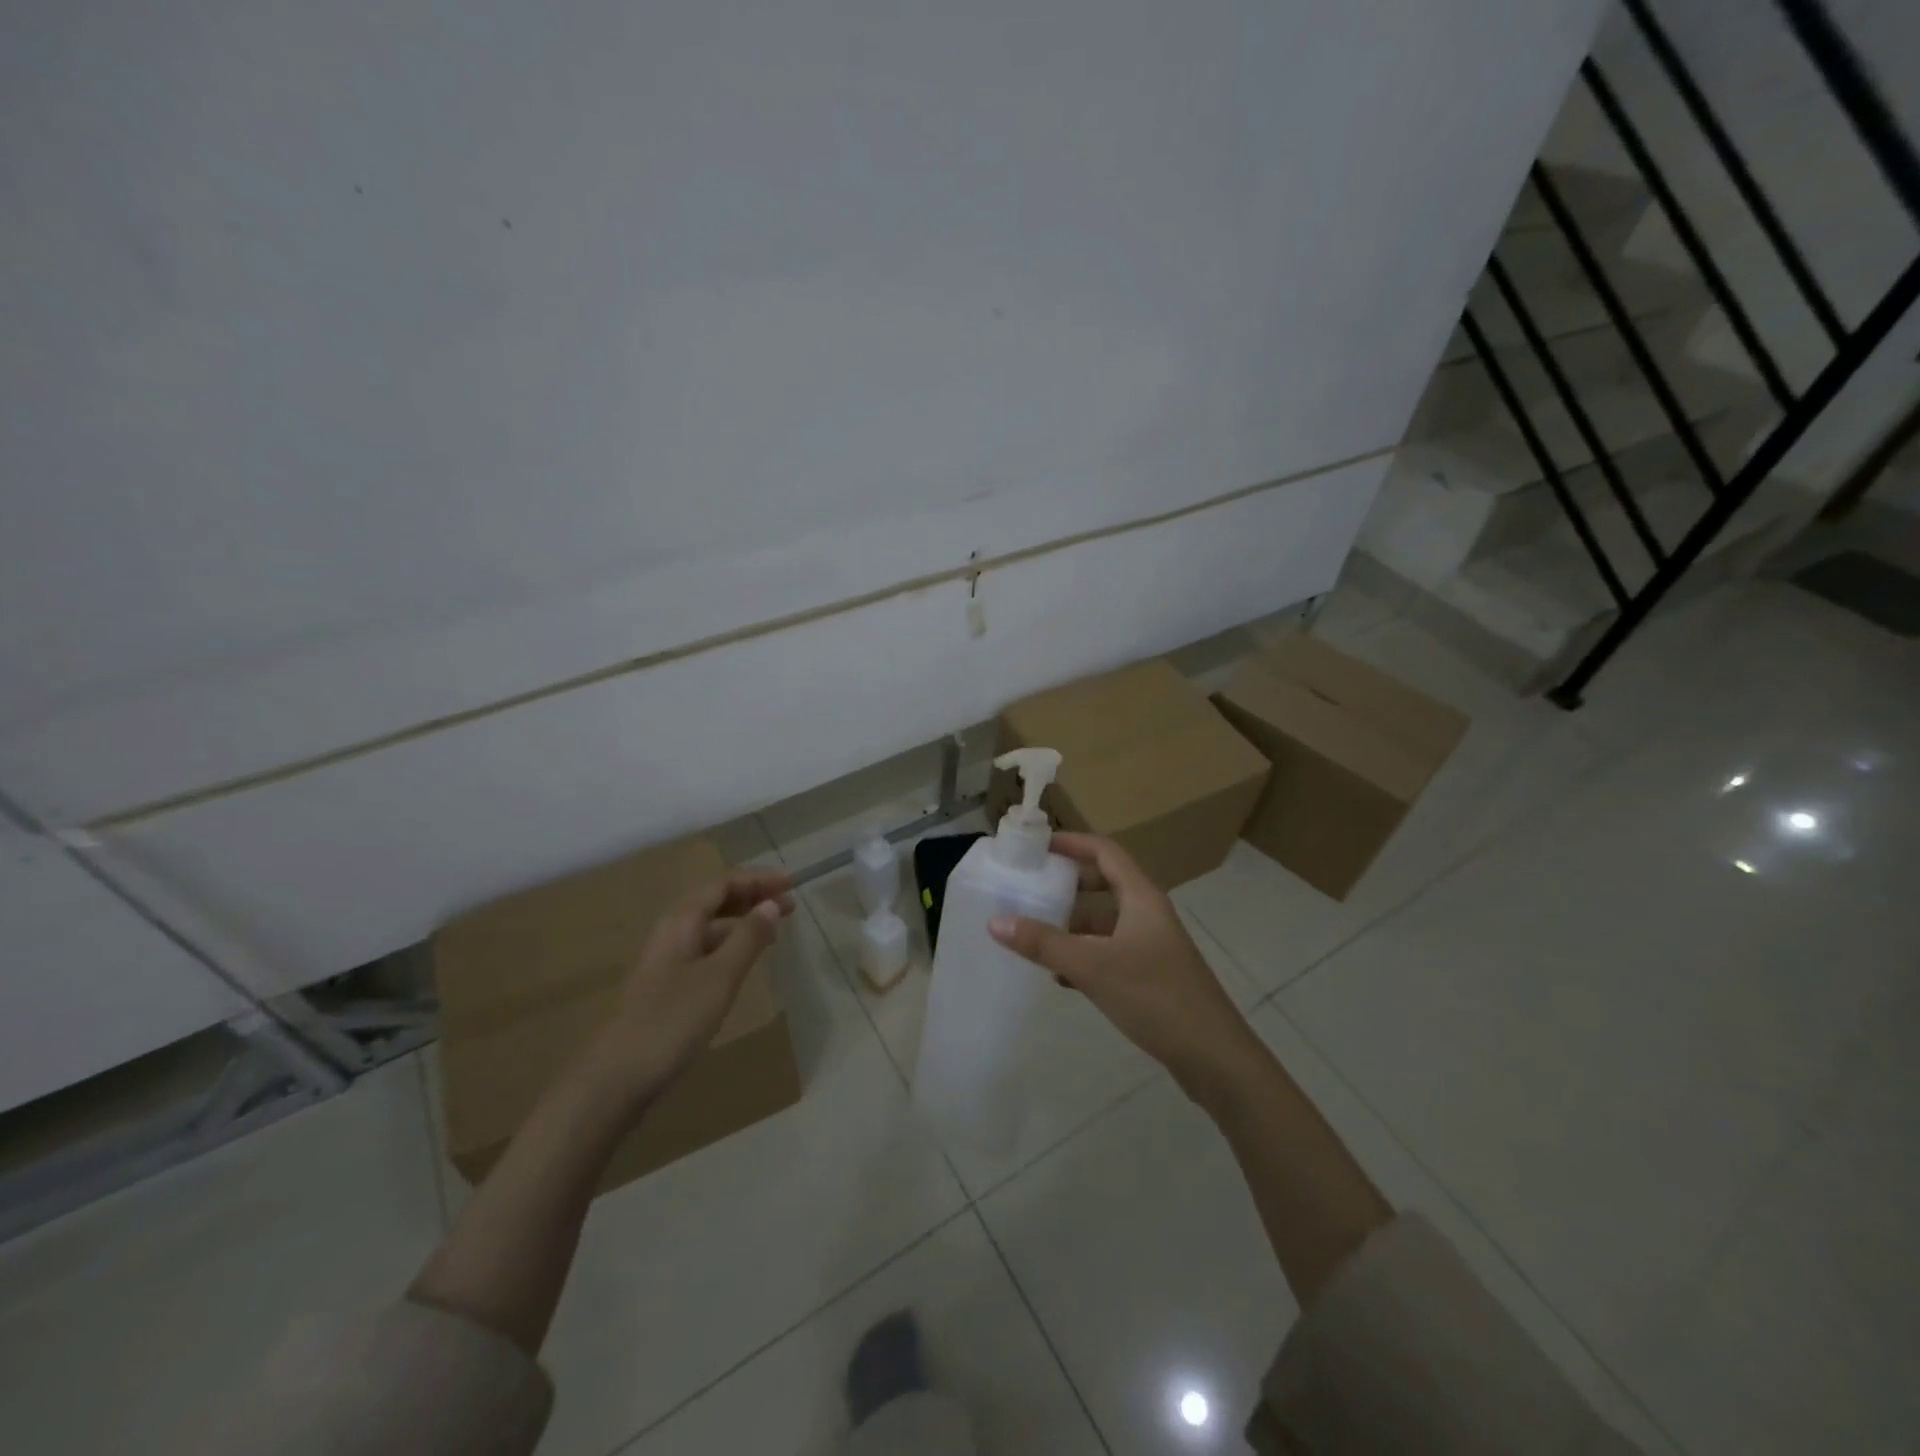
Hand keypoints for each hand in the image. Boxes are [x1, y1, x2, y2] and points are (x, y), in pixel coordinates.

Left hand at [581, 869, 794, 1105]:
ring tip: (774, 929)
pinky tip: (744, 960)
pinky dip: (731, 944)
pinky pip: (706, 949)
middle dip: (752, 896)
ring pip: (710, 925)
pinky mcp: (668, 985)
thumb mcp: (720, 976)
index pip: (724, 883)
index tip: (792, 882)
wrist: (618, 1077)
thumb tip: (771, 904)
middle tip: (790, 903)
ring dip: (743, 920)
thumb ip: (748, 938)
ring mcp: (667, 959)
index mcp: (681, 920)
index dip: (758, 879)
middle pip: (715, 900)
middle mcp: (672, 931)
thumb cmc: (673, 1019)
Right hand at [989, 834, 1261, 1101]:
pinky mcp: (1152, 975)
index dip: (1072, 842)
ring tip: (1034, 935)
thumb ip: (1044, 944)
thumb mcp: (1093, 967)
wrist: (1214, 1057)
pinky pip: (1110, 952)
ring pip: (1105, 923)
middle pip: (1105, 884)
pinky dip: (1084, 955)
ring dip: (1072, 925)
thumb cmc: (1155, 997)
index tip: (1037, 845)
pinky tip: (1060, 977)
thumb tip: (996, 921)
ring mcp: (1152, 946)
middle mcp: (1148, 914)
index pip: (1105, 852)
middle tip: (1031, 889)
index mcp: (1142, 898)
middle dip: (1068, 885)